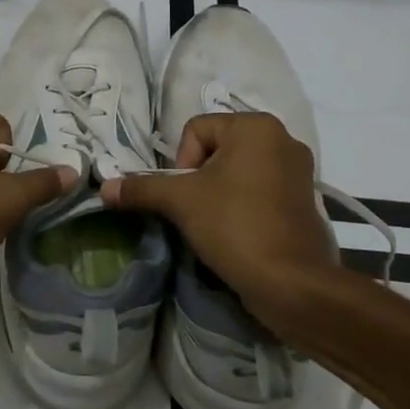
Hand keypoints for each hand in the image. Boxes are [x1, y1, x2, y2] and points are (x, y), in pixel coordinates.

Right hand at [100, 112, 334, 329]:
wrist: (291, 282)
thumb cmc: (235, 226)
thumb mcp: (180, 202)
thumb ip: (141, 188)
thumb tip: (104, 188)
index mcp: (256, 126)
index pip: (196, 130)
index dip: (181, 162)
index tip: (186, 196)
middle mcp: (283, 138)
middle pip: (218, 148)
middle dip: (200, 178)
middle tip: (197, 209)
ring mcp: (299, 170)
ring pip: (238, 170)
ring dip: (220, 191)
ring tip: (215, 222)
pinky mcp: (305, 199)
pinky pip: (261, 189)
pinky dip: (244, 203)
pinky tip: (238, 229)